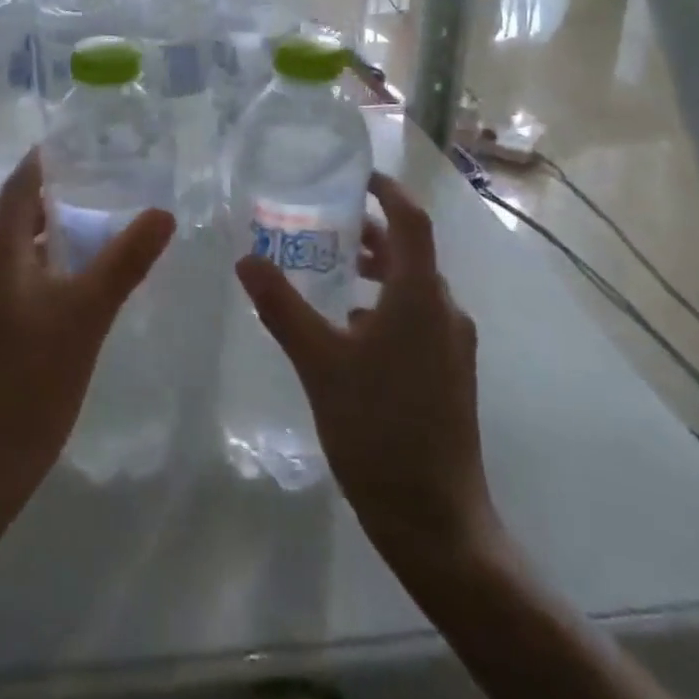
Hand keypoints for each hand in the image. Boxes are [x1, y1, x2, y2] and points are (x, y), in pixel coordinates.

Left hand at [0, 148, 175, 507]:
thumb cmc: (32, 381)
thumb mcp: (88, 314)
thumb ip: (125, 260)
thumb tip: (162, 213)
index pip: (18, 187)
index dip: (42, 162)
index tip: (73, 145)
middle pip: (15, 220)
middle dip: (54, 202)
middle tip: (99, 191)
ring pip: (13, 255)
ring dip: (47, 240)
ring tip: (90, 239)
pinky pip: (9, 284)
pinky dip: (39, 272)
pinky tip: (66, 293)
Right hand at [235, 172, 498, 568]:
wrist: (437, 522)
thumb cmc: (378, 428)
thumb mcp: (319, 362)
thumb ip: (281, 306)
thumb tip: (246, 259)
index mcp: (420, 296)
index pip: (411, 220)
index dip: (386, 190)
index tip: (354, 176)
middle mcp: (444, 311)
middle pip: (409, 252)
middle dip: (369, 232)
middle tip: (321, 223)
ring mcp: (452, 345)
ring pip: (412, 287)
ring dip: (375, 270)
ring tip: (328, 270)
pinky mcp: (449, 373)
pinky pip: (416, 317)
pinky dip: (383, 304)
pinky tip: (346, 327)